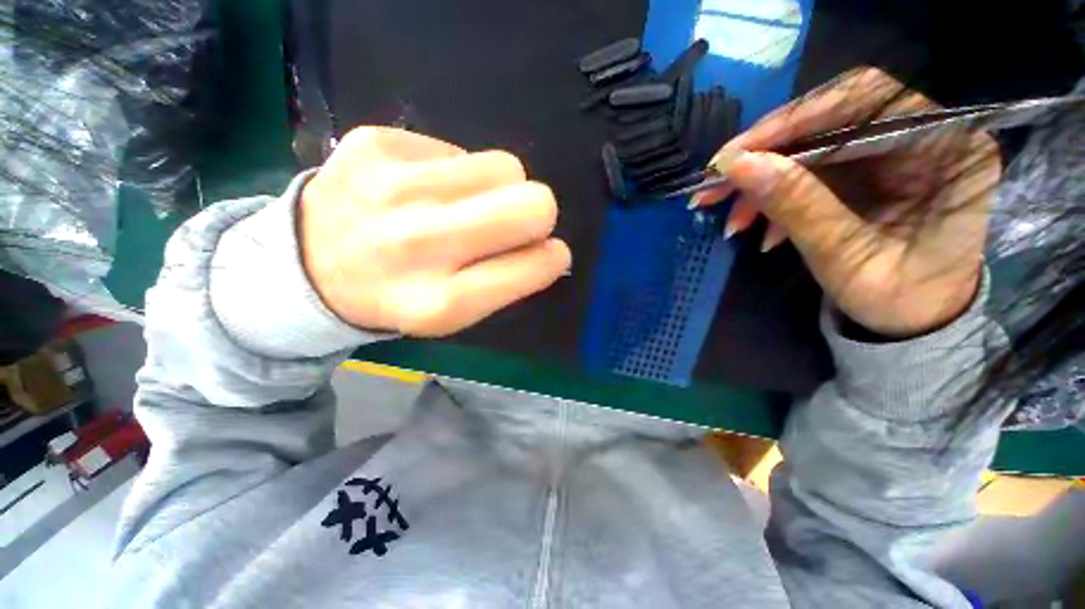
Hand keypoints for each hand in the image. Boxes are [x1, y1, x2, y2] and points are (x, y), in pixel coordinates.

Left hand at [299, 127, 570, 336]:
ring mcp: (393, 187)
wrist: (307, 266)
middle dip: (537, 214)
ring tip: (465, 206)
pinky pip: (460, 150)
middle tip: (510, 223)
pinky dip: (457, 172)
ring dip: (499, 189)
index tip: (544, 253)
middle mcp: (420, 243)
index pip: (535, 264)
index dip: (551, 256)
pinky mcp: (375, 143)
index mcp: (443, 301)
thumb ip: (509, 281)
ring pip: (506, 166)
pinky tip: (425, 191)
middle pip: (533, 203)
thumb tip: (550, 246)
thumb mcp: (455, 314)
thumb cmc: (398, 295)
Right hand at [693, 68, 1000, 337]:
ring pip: (812, 147)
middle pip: (830, 120)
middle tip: (714, 187)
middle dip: (765, 155)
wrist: (915, 320)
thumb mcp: (847, 259)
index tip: (734, 156)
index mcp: (947, 148)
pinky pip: (810, 170)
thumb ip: (798, 208)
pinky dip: (776, 196)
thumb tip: (739, 166)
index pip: (865, 102)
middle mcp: (924, 135)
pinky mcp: (868, 169)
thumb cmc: (900, 299)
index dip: (792, 122)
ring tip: (732, 219)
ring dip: (763, 181)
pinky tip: (760, 227)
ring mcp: (893, 151)